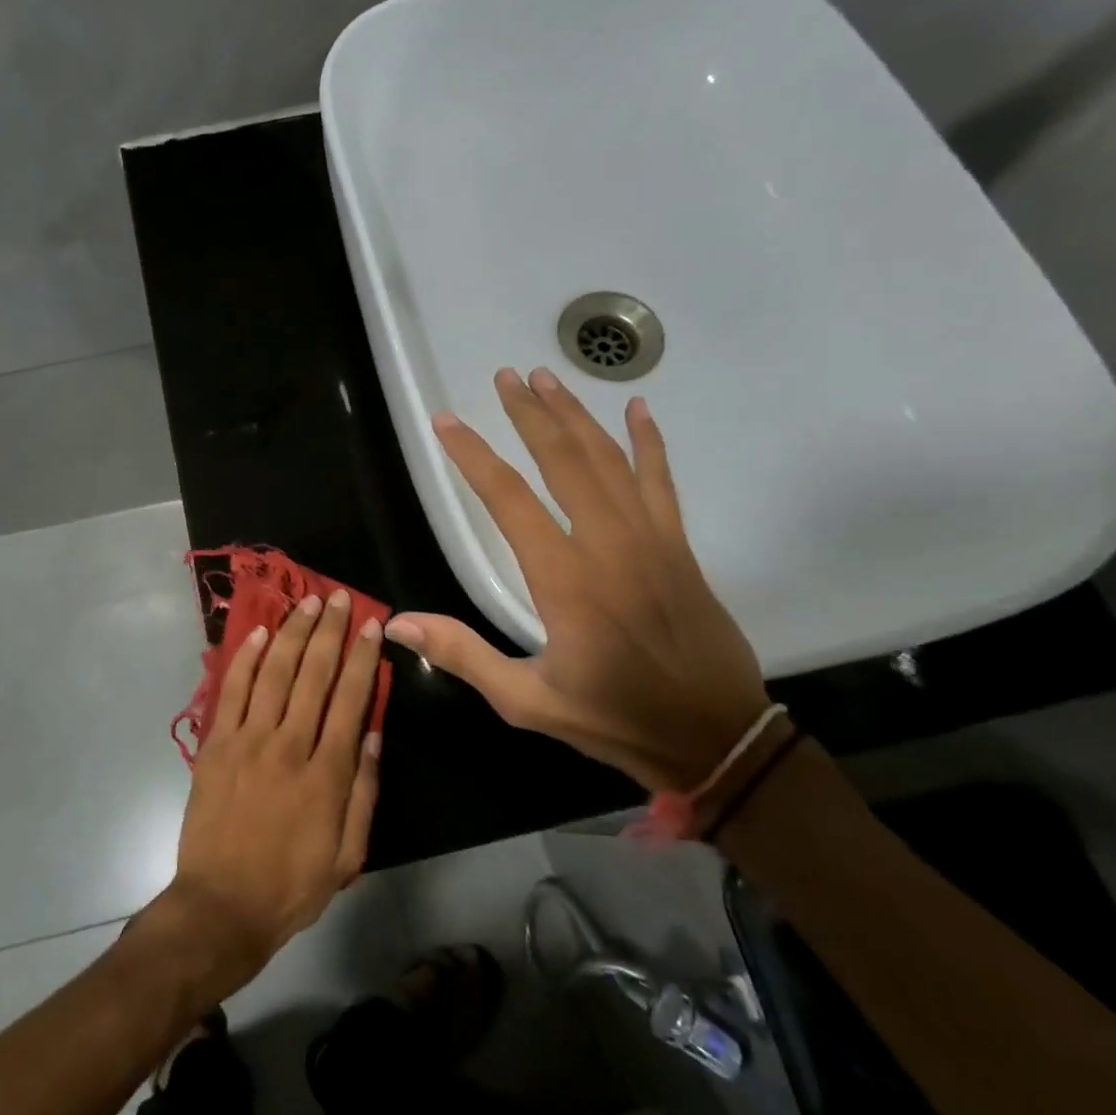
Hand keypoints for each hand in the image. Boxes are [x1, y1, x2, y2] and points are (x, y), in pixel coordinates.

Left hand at [159, 591, 383, 998]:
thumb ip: (363, 793)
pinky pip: (232, 692)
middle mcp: (288, 745)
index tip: (370, 624)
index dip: (361, 657)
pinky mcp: (216, 745)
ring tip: (305, 603)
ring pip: (274, 673)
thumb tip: (371, 735)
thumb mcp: (347, 855)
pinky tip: (260, 634)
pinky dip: (246, 659)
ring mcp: (247, 741)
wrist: (221, 906)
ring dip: (291, 633)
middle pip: (313, 675)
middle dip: (329, 631)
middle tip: (338, 597)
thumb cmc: (291, 885)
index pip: (350, 699)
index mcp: (326, 773)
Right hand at [385, 366, 767, 792]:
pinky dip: (649, 442)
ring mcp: (650, 539)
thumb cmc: (616, 719)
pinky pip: (661, 481)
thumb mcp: (528, 701)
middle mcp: (608, 545)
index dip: (473, 455)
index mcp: (565, 580)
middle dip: (529, 414)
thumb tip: (398, 623)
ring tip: (547, 377)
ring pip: (608, 460)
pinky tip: (638, 409)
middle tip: (504, 376)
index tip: (446, 422)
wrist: (717, 738)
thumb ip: (464, 656)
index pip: (508, 499)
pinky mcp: (679, 545)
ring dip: (575, 415)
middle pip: (562, 461)